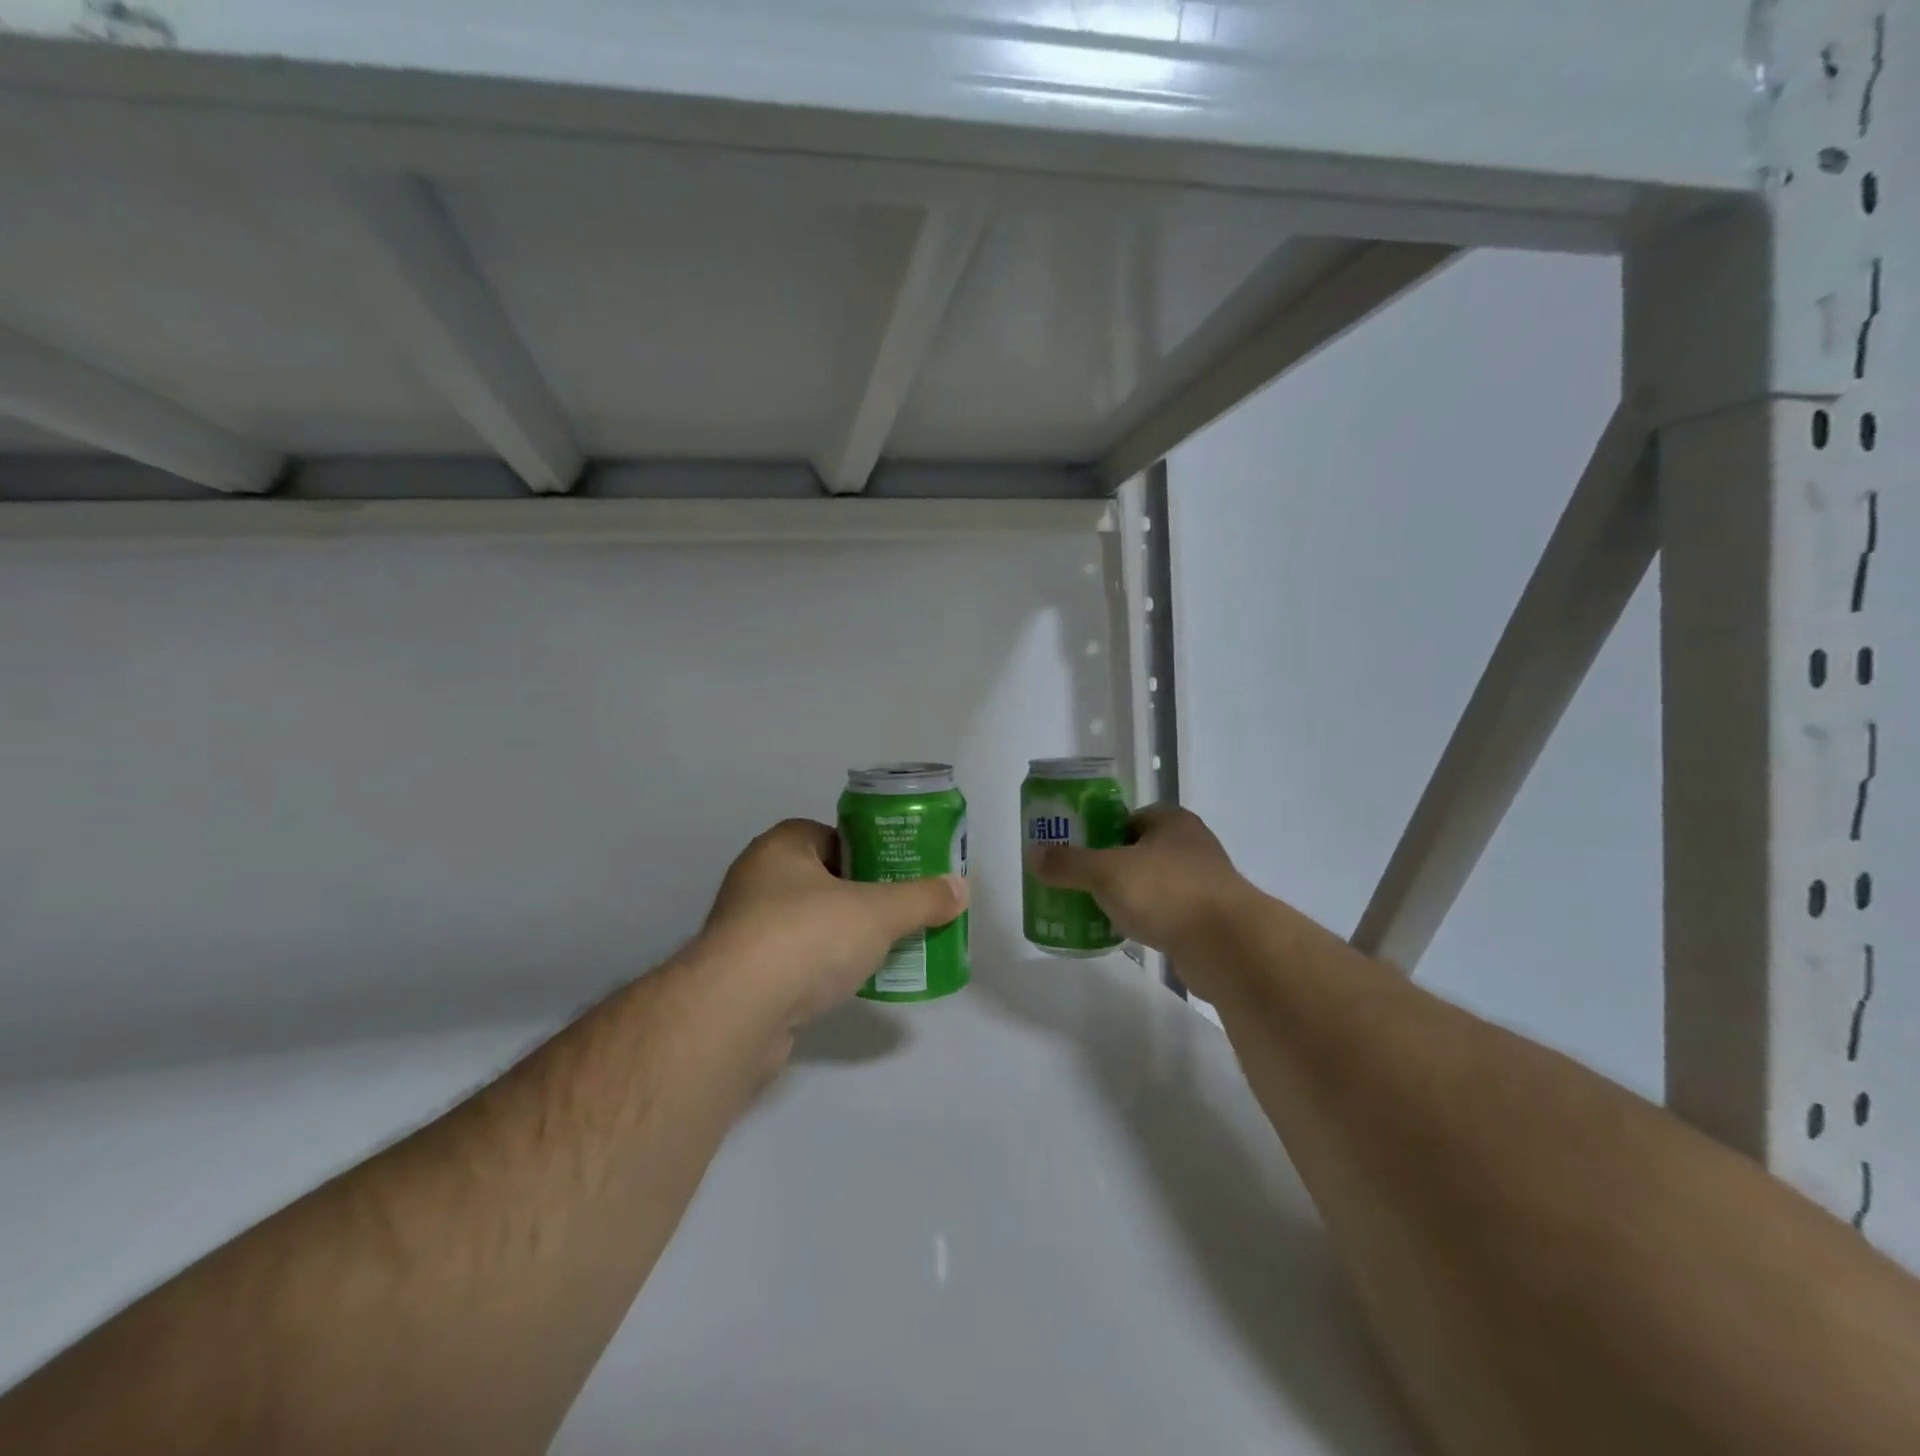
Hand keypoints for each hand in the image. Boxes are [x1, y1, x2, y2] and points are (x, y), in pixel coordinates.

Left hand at [698, 819, 967, 1033]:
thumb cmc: (807, 937)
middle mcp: (757, 879)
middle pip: (824, 880)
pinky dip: (820, 967)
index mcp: (782, 846)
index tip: (900, 875)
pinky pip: (794, 960)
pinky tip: (848, 982)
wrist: (736, 1013)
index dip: (870, 852)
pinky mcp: (742, 975)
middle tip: (900, 913)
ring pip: (809, 922)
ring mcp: (745, 929)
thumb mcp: (878, 912)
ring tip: (883, 949)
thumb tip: (960, 889)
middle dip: (862, 897)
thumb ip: (921, 899)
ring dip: (842, 935)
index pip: (834, 836)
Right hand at [1028, 804, 1248, 964]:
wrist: (1228, 946)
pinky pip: (1162, 914)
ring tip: (1089, 908)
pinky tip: (1119, 933)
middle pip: (1136, 851)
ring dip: (1124, 895)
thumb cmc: (1167, 892)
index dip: (1097, 831)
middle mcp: (1190, 846)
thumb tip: (1032, 855)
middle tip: (1074, 881)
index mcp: (1171, 822)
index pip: (1126, 818)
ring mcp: (1201, 885)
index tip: (1072, 850)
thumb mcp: (1107, 872)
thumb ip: (1069, 863)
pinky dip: (1142, 920)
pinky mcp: (1204, 920)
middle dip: (1106, 866)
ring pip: (1149, 884)